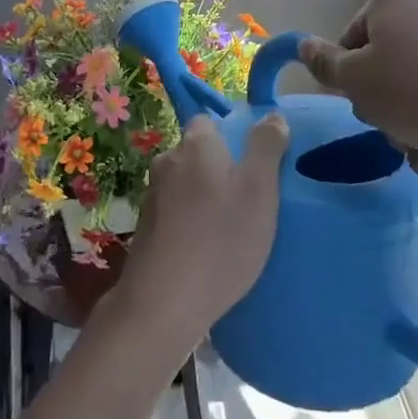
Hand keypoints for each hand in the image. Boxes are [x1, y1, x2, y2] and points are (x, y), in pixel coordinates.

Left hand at [114, 113, 287, 355]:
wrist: (163, 302)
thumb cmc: (220, 240)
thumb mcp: (259, 190)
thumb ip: (266, 148)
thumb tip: (271, 116)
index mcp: (195, 144)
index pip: (211, 122)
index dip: (235, 138)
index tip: (256, 166)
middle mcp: (167, 160)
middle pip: (199, 153)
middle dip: (222, 170)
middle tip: (251, 201)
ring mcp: (152, 195)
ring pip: (187, 184)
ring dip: (206, 198)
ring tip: (232, 229)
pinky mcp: (146, 227)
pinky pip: (177, 212)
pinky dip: (191, 222)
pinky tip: (208, 249)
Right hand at [298, 0, 417, 171]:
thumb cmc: (412, 90)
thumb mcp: (354, 80)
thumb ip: (324, 64)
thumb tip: (302, 44)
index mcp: (390, 2)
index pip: (349, 39)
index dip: (347, 76)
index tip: (358, 101)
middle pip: (382, 65)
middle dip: (380, 104)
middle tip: (387, 126)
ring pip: (411, 88)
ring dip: (406, 124)